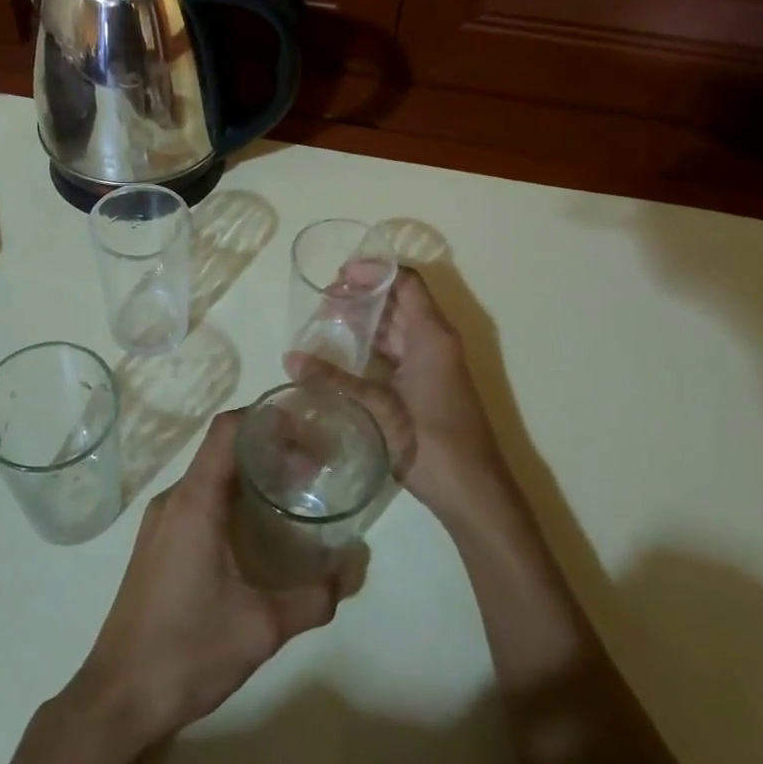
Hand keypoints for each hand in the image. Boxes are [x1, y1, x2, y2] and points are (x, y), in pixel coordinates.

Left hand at [64, 410, 349, 750]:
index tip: (306, 429)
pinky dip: (230, 498)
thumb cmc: (186, 652)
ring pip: (209, 475)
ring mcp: (159, 521)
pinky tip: (256, 531)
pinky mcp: (156, 543)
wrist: (117, 697)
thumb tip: (350, 569)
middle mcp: (173, 499)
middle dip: (268, 448)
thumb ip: (313, 597)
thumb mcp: (261, 628)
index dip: (266, 418)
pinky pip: (197, 500)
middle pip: (222, 449)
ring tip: (292, 495)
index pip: (227, 430)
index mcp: (194, 502)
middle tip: (313, 468)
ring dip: (249, 475)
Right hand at [286, 266, 512, 529]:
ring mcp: (432, 363)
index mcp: (431, 334)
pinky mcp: (425, 384)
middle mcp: (434, 341)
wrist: (472, 491)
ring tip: (325, 322)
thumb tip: (290, 359)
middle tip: (322, 301)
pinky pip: (397, 350)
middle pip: (399, 301)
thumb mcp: (379, 407)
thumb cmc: (431, 441)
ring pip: (396, 326)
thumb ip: (335, 380)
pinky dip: (372, 345)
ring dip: (365, 320)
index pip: (406, 282)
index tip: (338, 275)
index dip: (374, 271)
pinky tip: (342, 353)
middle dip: (362, 295)